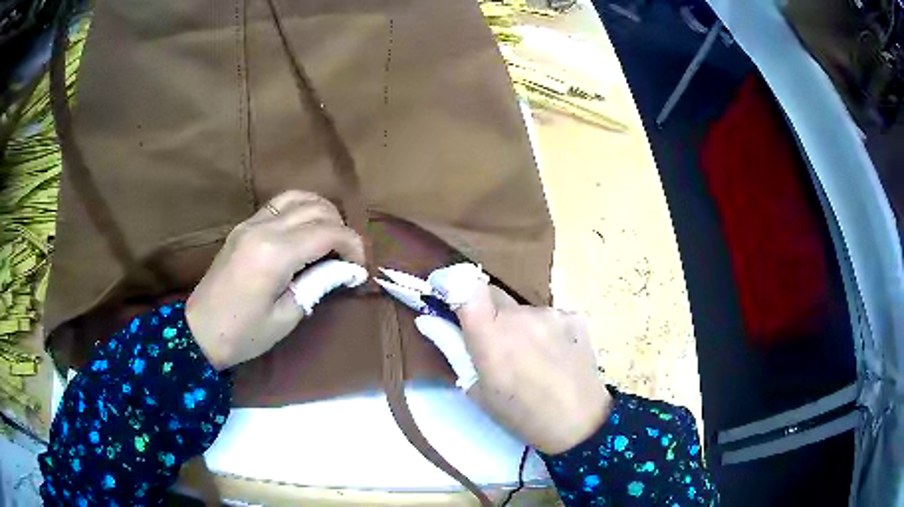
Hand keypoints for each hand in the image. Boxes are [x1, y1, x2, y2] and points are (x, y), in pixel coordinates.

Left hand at [186, 190, 366, 369]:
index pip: (327, 232)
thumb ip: (318, 284)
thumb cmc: (243, 334)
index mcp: (274, 253)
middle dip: (341, 228)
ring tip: (331, 236)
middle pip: (316, 209)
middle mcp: (263, 228)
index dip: (353, 245)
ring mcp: (250, 223)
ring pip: (297, 197)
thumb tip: (345, 269)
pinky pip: (278, 204)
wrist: (199, 331)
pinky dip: (300, 208)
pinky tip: (306, 228)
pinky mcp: (243, 226)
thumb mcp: (286, 316)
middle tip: (348, 256)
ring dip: (322, 211)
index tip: (360, 267)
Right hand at [421, 264, 612, 454]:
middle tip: (490, 344)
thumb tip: (426, 319)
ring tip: (527, 357)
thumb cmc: (520, 414)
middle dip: (484, 312)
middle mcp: (521, 314)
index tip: (444, 291)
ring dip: (516, 324)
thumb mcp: (477, 389)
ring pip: (521, 308)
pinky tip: (552, 356)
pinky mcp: (575, 316)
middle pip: (492, 294)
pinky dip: (542, 330)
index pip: (465, 285)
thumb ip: (452, 347)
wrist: (579, 423)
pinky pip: (547, 315)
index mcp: (491, 334)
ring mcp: (552, 313)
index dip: (451, 282)